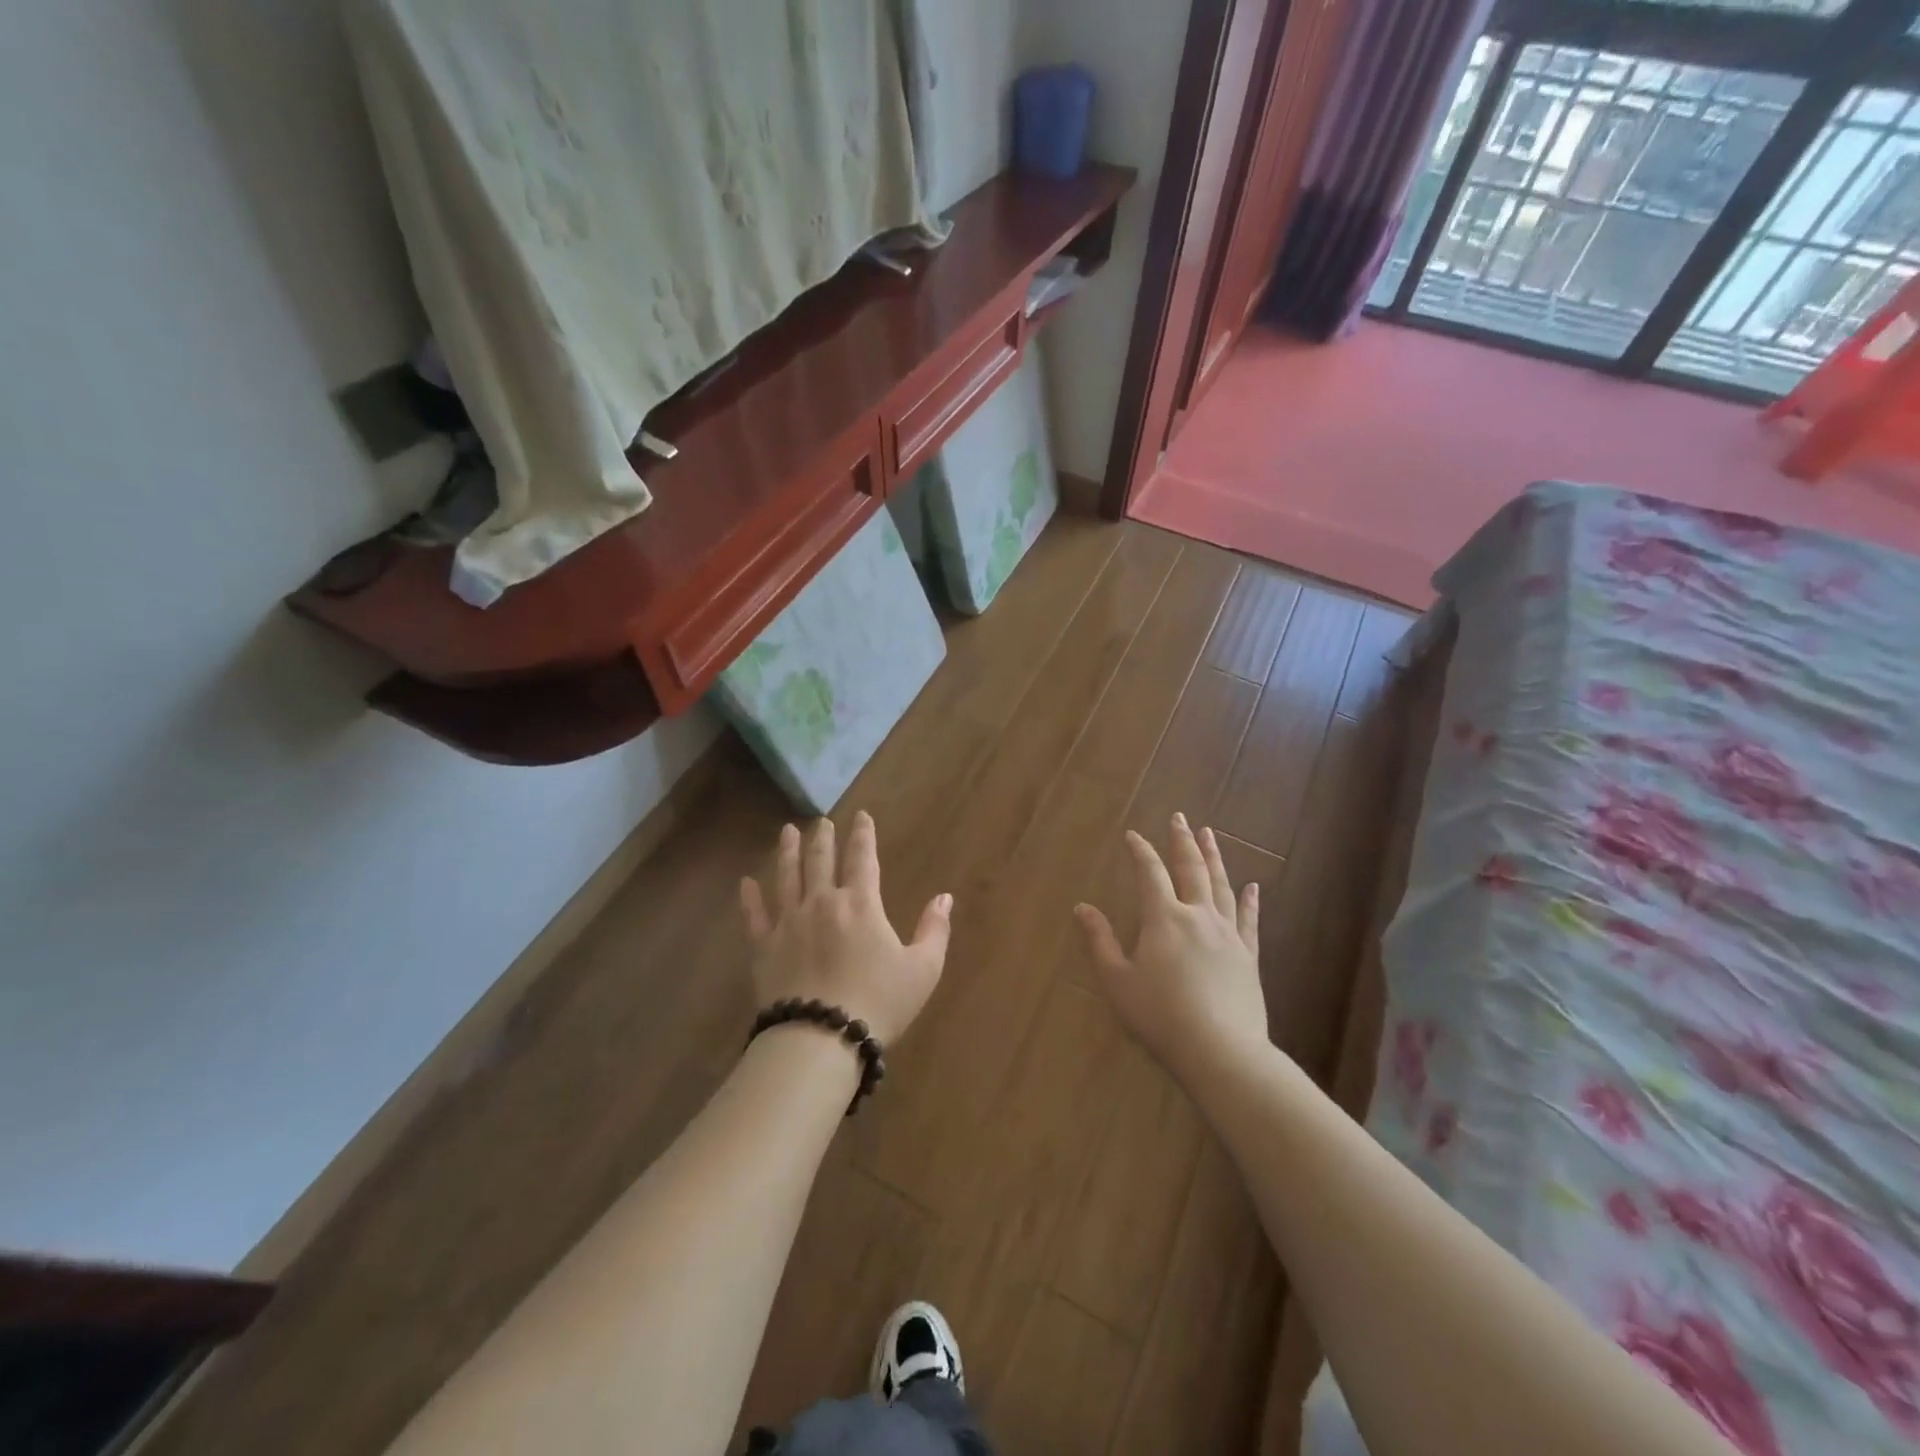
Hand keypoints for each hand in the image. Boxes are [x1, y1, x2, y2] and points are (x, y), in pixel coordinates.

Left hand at [740, 812, 951, 1044]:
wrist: (820, 1038)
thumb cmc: (878, 1002)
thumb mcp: (922, 969)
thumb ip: (934, 930)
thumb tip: (945, 897)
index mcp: (861, 904)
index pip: (863, 858)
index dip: (863, 835)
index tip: (861, 816)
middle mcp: (822, 903)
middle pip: (821, 861)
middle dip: (823, 838)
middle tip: (821, 821)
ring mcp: (789, 923)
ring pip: (787, 877)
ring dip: (788, 852)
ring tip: (788, 831)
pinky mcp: (764, 947)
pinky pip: (755, 915)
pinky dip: (750, 897)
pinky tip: (746, 882)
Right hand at [1075, 814, 1267, 1086]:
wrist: (1221, 1051)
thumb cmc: (1160, 1017)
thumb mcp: (1118, 982)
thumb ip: (1100, 942)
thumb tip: (1082, 908)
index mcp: (1164, 919)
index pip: (1150, 874)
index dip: (1141, 852)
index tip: (1133, 835)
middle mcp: (1198, 917)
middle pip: (1191, 869)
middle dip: (1183, 841)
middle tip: (1180, 817)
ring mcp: (1228, 935)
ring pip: (1221, 886)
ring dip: (1214, 858)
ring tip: (1210, 835)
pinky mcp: (1248, 957)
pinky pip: (1249, 920)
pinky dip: (1249, 901)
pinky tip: (1252, 886)